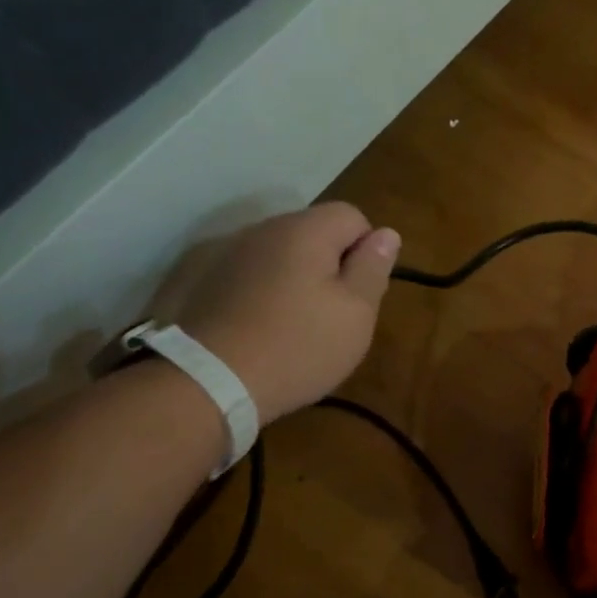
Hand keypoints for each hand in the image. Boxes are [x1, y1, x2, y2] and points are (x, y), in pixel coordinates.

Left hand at [178, 203, 400, 422]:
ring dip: (300, 280)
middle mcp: (264, 229)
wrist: (212, 381)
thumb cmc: (299, 346)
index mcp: (305, 230)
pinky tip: (268, 329)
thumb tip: (387, 233)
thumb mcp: (356, 313)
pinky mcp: (209, 281)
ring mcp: (231, 253)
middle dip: (333, 265)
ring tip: (301, 325)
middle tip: (336, 315)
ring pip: (284, 255)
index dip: (367, 251)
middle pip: (315, 232)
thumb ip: (373, 268)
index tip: (361, 294)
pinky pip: (256, 275)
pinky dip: (270, 293)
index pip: (353, 216)